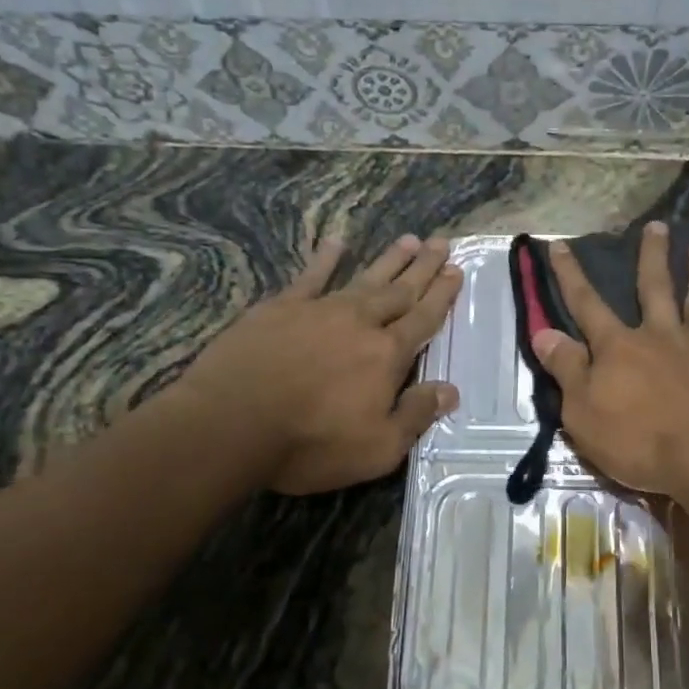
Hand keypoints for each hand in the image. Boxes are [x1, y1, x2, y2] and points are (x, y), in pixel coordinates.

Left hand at [173, 234, 462, 494]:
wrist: (232, 423)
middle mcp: (360, 324)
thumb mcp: (377, 448)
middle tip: (442, 243)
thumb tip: (450, 390)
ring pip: (364, 278)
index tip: (457, 271)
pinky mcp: (280, 308)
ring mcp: (319, 310)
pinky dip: (326, 258)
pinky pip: (310, 276)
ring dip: (389, 260)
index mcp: (387, 356)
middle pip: (400, 291)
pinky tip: (337, 242)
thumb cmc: (311, 443)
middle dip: (424, 268)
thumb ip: (416, 416)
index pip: (423, 319)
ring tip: (410, 239)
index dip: (442, 296)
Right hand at [533, 221, 688, 495]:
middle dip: (652, 257)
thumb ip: (566, 369)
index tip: (560, 244)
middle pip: (654, 289)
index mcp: (619, 348)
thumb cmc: (638, 442)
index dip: (570, 275)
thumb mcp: (582, 412)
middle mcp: (662, 338)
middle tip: (657, 226)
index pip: (587, 305)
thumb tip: (544, 332)